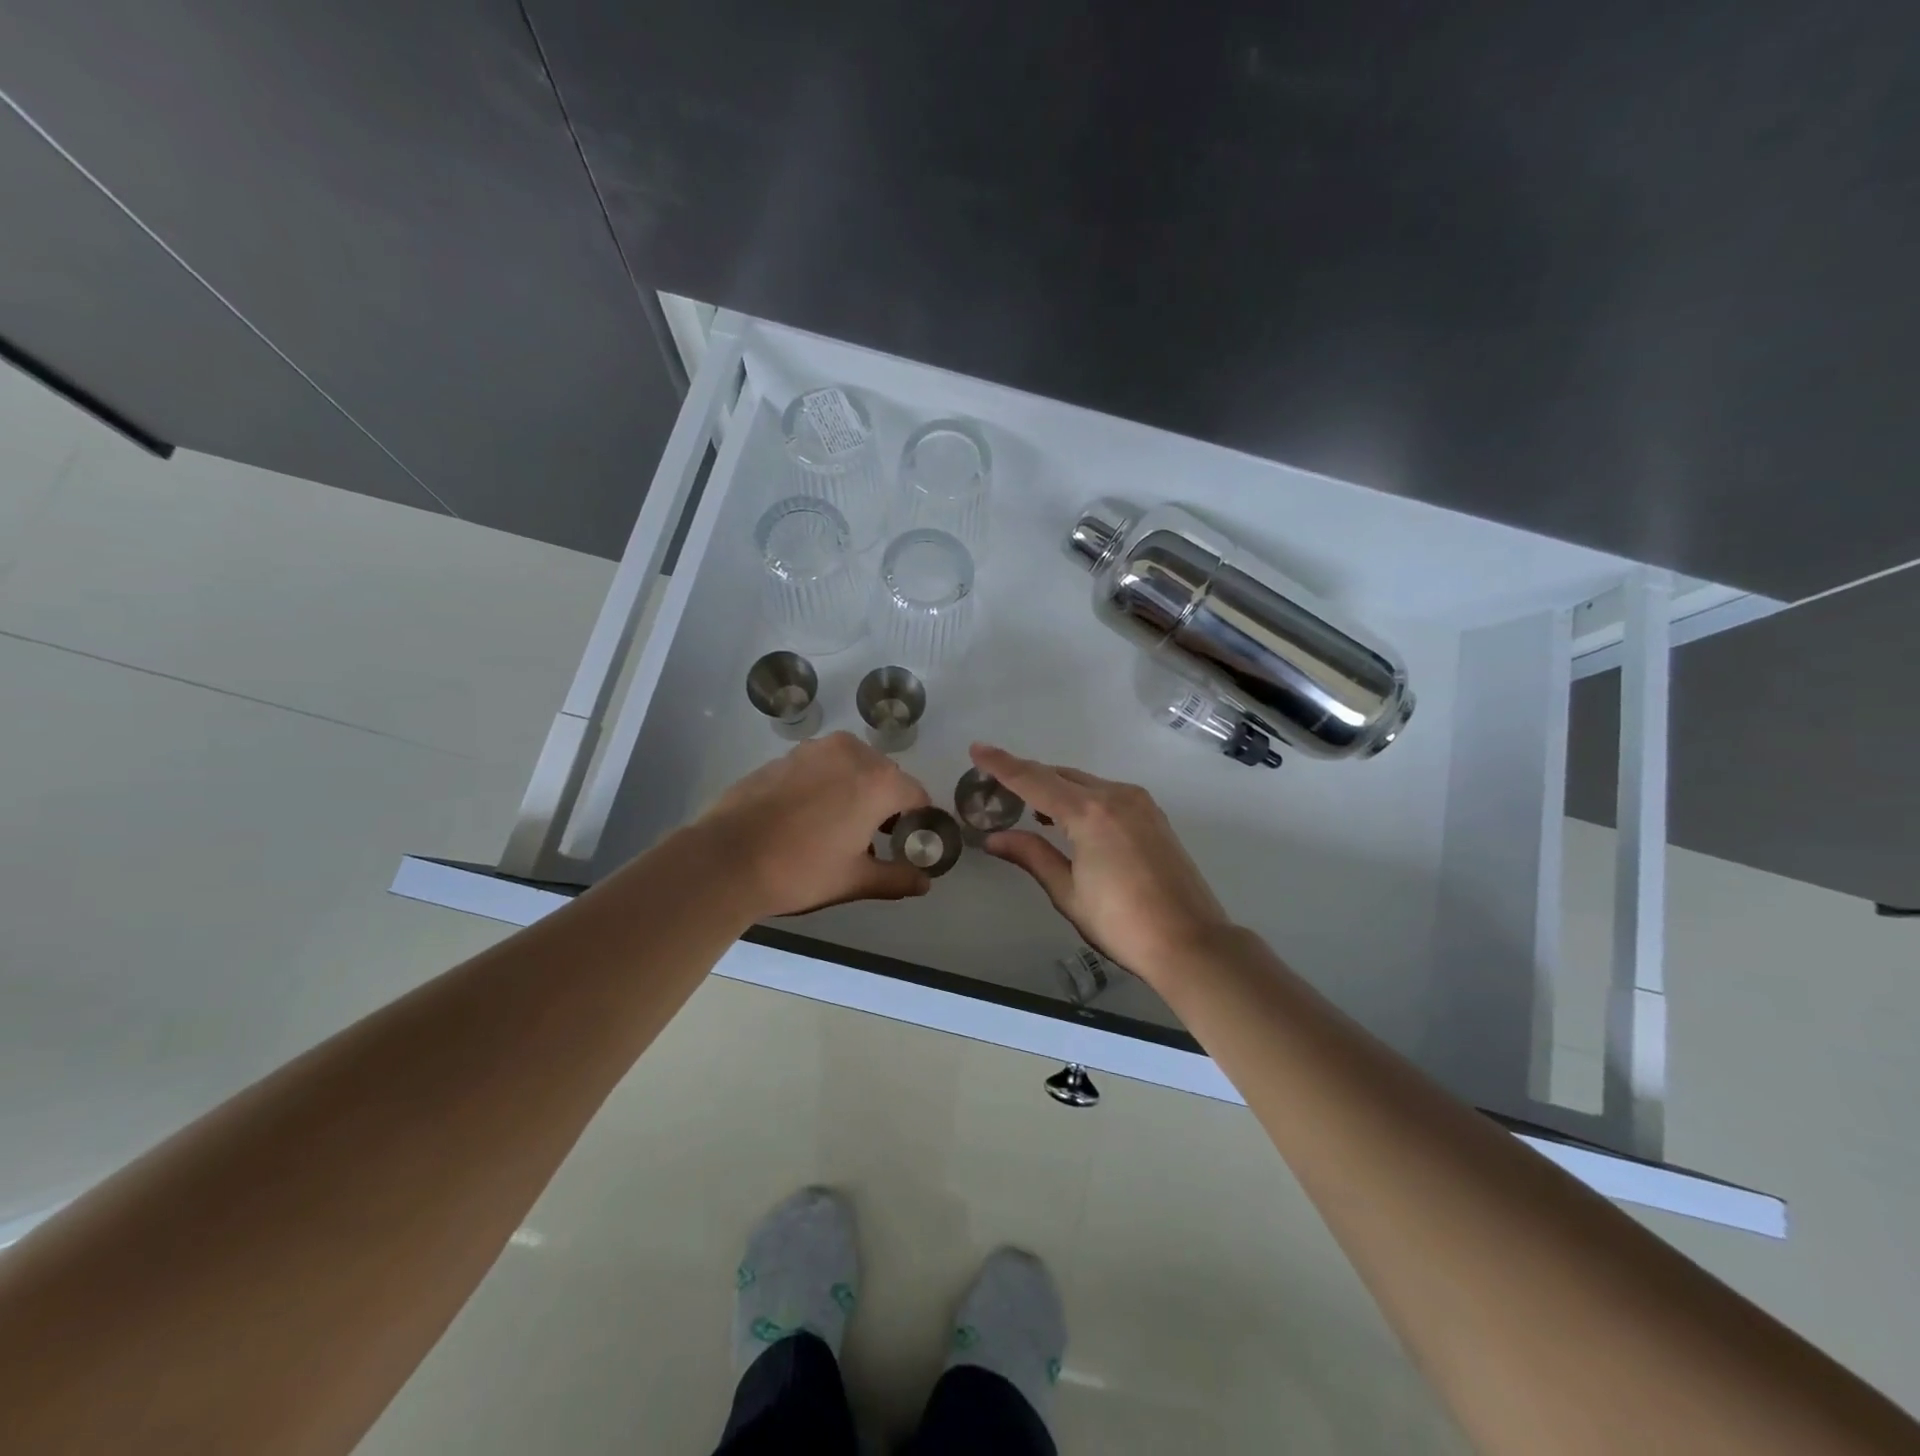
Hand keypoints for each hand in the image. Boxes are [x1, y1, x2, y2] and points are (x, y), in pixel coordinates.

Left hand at [697, 733, 933, 916]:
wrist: (726, 858)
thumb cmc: (801, 869)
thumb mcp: (855, 879)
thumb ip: (896, 878)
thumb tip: (924, 882)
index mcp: (878, 781)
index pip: (917, 795)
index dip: (917, 821)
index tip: (905, 844)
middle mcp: (851, 753)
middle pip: (884, 777)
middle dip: (885, 804)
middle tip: (871, 840)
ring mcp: (814, 750)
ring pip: (851, 768)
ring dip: (854, 791)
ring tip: (836, 829)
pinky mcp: (784, 756)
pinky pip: (820, 767)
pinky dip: (825, 785)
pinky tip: (805, 817)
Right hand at [971, 742, 1232, 984]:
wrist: (1191, 942)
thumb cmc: (1122, 923)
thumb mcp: (1068, 892)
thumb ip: (1031, 855)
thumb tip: (994, 838)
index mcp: (1089, 813)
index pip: (1034, 780)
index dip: (1002, 765)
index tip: (977, 749)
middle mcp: (1115, 796)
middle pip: (1061, 775)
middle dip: (1028, 776)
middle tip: (999, 786)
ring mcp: (1140, 803)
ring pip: (1086, 782)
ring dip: (1057, 788)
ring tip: (1033, 808)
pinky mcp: (1154, 816)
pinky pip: (1107, 793)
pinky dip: (1083, 797)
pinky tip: (1072, 820)